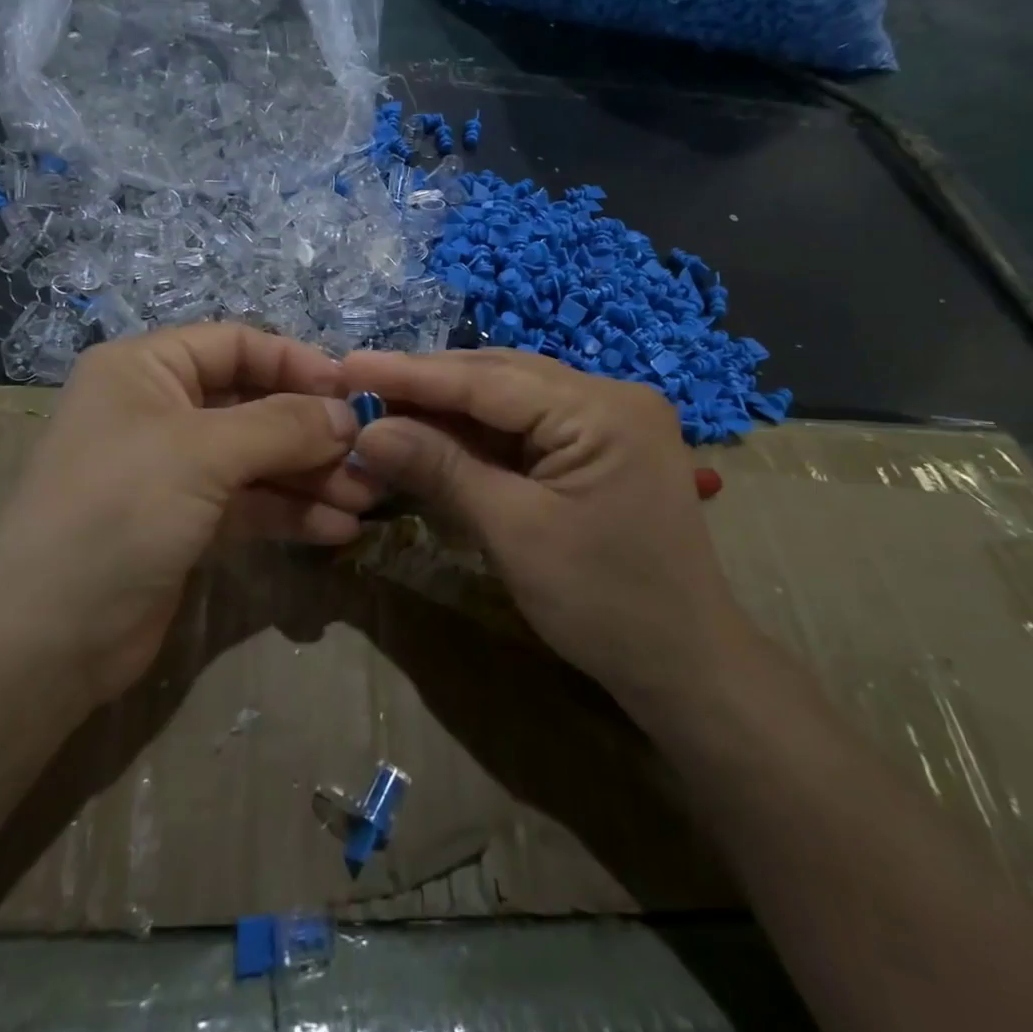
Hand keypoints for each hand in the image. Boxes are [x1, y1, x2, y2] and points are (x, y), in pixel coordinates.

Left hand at [0, 325, 371, 706]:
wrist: (45, 640)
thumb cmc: (119, 512)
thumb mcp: (203, 454)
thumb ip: (283, 426)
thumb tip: (348, 415)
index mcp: (146, 369)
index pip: (236, 344)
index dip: (296, 362)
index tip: (352, 392)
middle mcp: (158, 410)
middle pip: (253, 403)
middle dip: (312, 430)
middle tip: (370, 454)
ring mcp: (172, 470)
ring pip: (257, 458)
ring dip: (311, 475)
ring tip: (366, 498)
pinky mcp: (185, 522)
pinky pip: (249, 503)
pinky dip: (291, 513)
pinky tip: (338, 530)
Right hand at [341, 349, 744, 704]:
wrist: (684, 667)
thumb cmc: (604, 603)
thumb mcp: (514, 532)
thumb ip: (440, 469)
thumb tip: (366, 431)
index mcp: (602, 409)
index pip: (488, 379)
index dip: (412, 373)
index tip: (347, 364)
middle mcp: (609, 395)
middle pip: (500, 377)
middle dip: (427, 384)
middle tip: (358, 385)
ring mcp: (607, 419)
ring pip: (509, 397)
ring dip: (447, 406)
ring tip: (384, 405)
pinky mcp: (597, 445)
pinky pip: (525, 426)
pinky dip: (476, 433)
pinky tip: (433, 432)